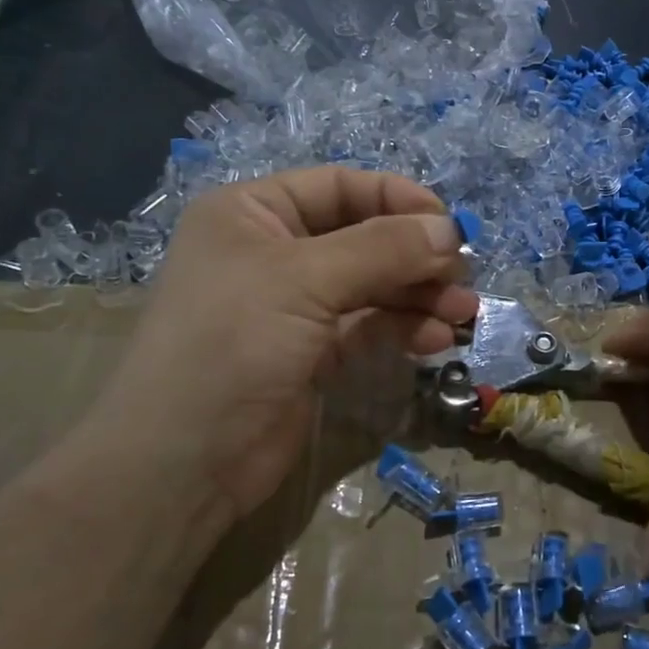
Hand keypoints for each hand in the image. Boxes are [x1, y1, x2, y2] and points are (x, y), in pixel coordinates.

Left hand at [75, 168, 476, 541]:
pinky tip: (437, 340)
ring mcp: (295, 306)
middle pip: (364, 237)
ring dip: (419, 295)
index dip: (399, 200)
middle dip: (417, 255)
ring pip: (373, 285)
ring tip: (463, 312)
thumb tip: (451, 230)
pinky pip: (369, 326)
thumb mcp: (306, 279)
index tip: (451, 226)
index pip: (341, 187)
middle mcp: (275, 252)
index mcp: (254, 214)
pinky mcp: (313, 353)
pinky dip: (404, 328)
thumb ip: (384, 248)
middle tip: (464, 276)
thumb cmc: (233, 344)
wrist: (184, 462)